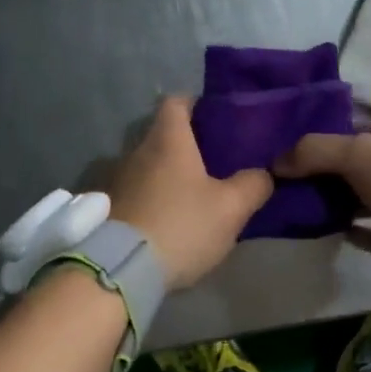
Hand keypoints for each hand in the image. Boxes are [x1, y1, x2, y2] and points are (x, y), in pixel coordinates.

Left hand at [108, 97, 273, 289]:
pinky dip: (152, 197)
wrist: (121, 270)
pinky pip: (136, 191)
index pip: (176, 101)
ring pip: (148, 165)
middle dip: (187, 145)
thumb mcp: (231, 208)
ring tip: (193, 195)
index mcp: (167, 140)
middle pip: (162, 135)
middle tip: (214, 163)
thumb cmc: (181, 226)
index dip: (196, 105)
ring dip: (168, 175)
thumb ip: (253, 184)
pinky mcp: (108, 208)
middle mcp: (136, 150)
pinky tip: (169, 219)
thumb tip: (262, 174)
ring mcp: (117, 179)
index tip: (215, 119)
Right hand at [274, 122, 370, 258]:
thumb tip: (275, 162)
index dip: (329, 141)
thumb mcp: (354, 153)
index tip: (298, 157)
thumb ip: (313, 152)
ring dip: (347, 205)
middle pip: (365, 166)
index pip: (359, 131)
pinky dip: (363, 233)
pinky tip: (340, 234)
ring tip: (313, 211)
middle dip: (333, 176)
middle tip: (298, 187)